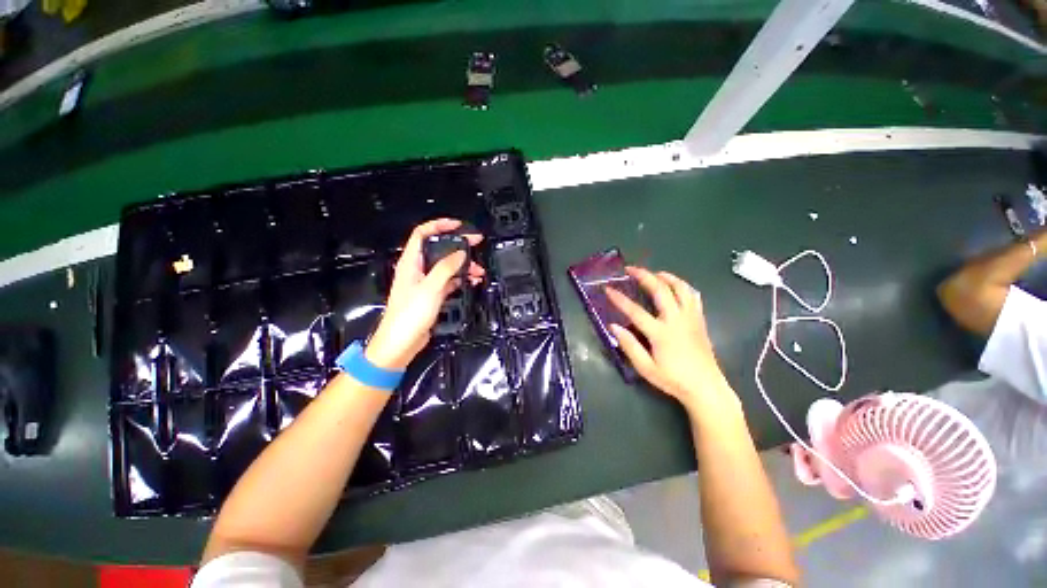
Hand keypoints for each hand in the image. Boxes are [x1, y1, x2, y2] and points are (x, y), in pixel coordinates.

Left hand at [364, 219, 484, 369]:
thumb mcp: (430, 287)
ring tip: (479, 270)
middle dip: (458, 246)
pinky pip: (449, 281)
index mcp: (411, 262)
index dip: (439, 225)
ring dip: (463, 265)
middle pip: (439, 249)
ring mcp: (426, 283)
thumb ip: (446, 267)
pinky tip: (472, 281)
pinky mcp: (432, 295)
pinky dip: (461, 279)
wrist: (401, 343)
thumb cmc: (409, 315)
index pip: (423, 234)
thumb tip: (461, 252)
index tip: (458, 225)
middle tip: (476, 244)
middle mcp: (418, 269)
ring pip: (447, 266)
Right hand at [606, 267, 739, 416]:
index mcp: (661, 333)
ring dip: (666, 276)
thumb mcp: (646, 368)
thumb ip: (629, 346)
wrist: (706, 388)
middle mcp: (676, 320)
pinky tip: (675, 286)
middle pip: (660, 290)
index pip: (635, 311)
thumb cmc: (673, 380)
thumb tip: (613, 326)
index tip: (607, 289)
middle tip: (630, 269)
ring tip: (654, 273)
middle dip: (644, 275)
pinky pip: (693, 296)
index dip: (619, 299)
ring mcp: (691, 318)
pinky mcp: (700, 320)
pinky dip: (683, 286)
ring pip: (681, 288)